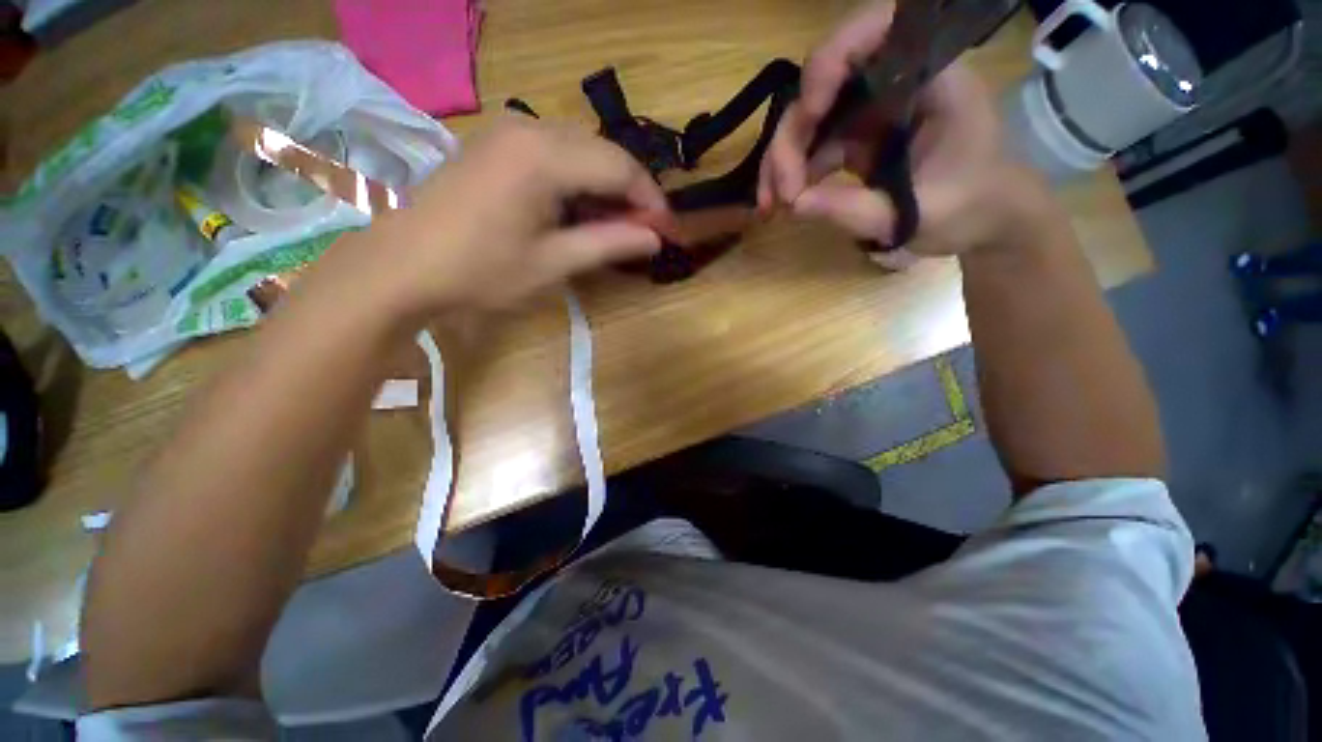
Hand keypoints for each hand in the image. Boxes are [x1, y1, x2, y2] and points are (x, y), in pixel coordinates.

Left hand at [341, 117, 668, 318]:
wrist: (403, 266)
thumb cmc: (481, 271)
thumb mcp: (553, 263)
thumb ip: (609, 244)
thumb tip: (654, 239)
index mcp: (544, 157)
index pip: (620, 168)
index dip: (650, 200)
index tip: (666, 231)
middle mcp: (529, 129)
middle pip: (603, 152)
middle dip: (631, 191)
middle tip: (643, 231)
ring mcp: (508, 131)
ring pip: (581, 149)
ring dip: (606, 184)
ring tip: (616, 224)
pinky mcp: (496, 143)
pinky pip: (554, 151)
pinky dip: (578, 178)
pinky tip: (580, 208)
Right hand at [759, 1, 1040, 265]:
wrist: (984, 219)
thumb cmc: (971, 208)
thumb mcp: (916, 213)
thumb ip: (854, 209)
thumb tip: (793, 204)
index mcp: (931, 77)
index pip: (877, 31)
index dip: (830, 61)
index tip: (808, 112)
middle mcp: (895, 82)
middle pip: (823, 87)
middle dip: (791, 139)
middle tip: (779, 194)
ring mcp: (872, 110)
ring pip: (809, 120)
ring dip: (782, 161)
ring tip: (771, 205)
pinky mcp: (857, 138)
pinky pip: (814, 147)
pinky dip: (794, 174)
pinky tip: (784, 202)